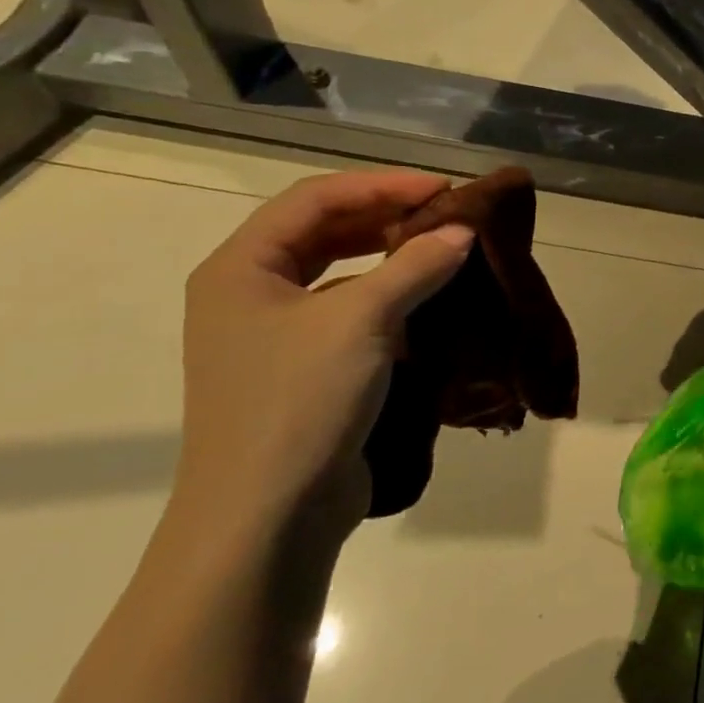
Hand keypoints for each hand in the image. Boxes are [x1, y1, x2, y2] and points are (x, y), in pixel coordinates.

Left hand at [176, 171, 475, 547]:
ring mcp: (275, 335)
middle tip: (449, 214)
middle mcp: (250, 293)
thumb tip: (463, 230)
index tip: (443, 188)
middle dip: (387, 215)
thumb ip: (415, 266)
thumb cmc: (299, 403)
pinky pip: (351, 312)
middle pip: (324, 231)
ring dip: (391, 255)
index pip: (315, 199)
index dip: (381, 184)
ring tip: (445, 248)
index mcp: (240, 268)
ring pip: (340, 272)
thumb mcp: (361, 321)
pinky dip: (391, 297)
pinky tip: (430, 299)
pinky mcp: (305, 369)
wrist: (268, 518)